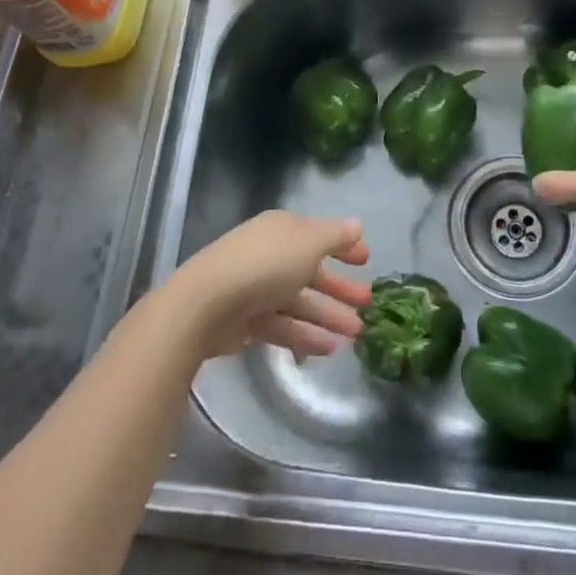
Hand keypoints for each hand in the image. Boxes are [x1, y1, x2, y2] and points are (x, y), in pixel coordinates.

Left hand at [160, 210, 372, 360]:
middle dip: (339, 286)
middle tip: (368, 303)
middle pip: (311, 270)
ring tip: (357, 332)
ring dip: (329, 315)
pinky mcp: (248, 320)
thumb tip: (357, 225)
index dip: (344, 247)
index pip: (319, 235)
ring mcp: (258, 288)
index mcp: (284, 229)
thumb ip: (336, 236)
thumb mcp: (309, 242)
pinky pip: (284, 326)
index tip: (367, 261)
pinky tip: (330, 349)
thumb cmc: (265, 263)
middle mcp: (271, 254)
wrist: (206, 303)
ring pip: (300, 301)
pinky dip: (306, 335)